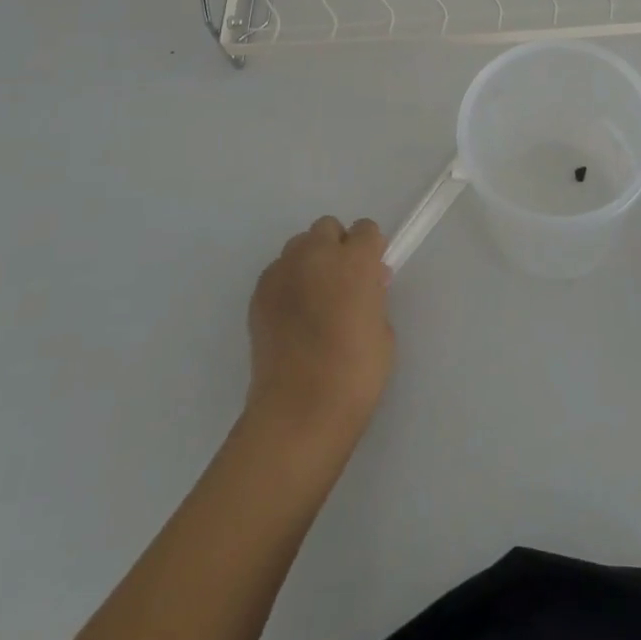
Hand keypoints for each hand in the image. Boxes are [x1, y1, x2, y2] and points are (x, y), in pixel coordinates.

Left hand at [245, 217, 393, 449]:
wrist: (299, 411)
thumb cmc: (355, 373)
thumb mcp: (382, 329)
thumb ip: (374, 296)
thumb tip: (366, 285)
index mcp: (354, 260)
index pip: (365, 229)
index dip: (370, 250)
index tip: (371, 274)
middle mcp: (316, 255)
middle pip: (327, 228)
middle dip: (337, 247)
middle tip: (342, 284)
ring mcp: (282, 272)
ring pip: (298, 246)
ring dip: (310, 262)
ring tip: (314, 299)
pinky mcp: (257, 294)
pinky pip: (277, 272)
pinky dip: (287, 283)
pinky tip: (292, 316)